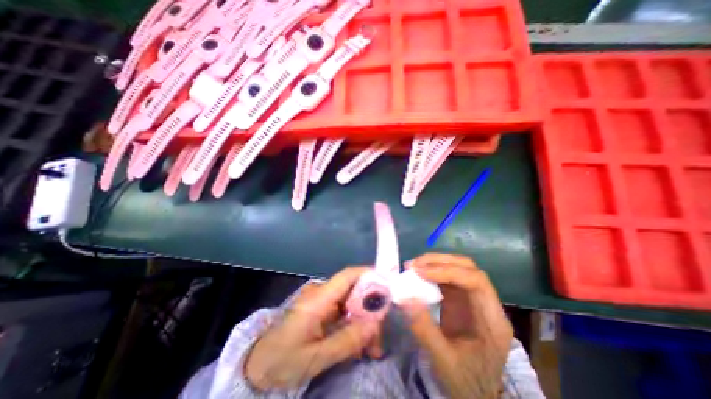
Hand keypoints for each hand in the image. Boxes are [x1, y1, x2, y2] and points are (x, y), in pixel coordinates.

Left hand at [247, 266, 386, 390]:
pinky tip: (362, 344)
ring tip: (373, 348)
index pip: (347, 276)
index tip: (388, 285)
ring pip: (353, 302)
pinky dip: (357, 325)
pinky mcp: (324, 310)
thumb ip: (346, 341)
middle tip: (380, 335)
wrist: (259, 364)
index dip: (368, 274)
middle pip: (355, 290)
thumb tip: (374, 325)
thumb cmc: (283, 359)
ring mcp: (324, 302)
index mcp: (318, 299)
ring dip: (366, 321)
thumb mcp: (315, 357)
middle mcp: (323, 294)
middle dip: (372, 309)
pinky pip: (346, 312)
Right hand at [399, 254, 510, 398]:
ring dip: (434, 263)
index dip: (447, 271)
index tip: (420, 272)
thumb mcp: (444, 360)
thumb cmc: (467, 381)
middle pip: (468, 268)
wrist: (477, 393)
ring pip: (458, 268)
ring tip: (413, 266)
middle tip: (414, 265)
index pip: (476, 281)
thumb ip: (424, 329)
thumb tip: (405, 298)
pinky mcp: (461, 299)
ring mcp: (473, 299)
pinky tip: (419, 275)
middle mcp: (486, 303)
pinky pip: (448, 278)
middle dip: (440, 261)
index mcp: (493, 320)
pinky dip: (432, 272)